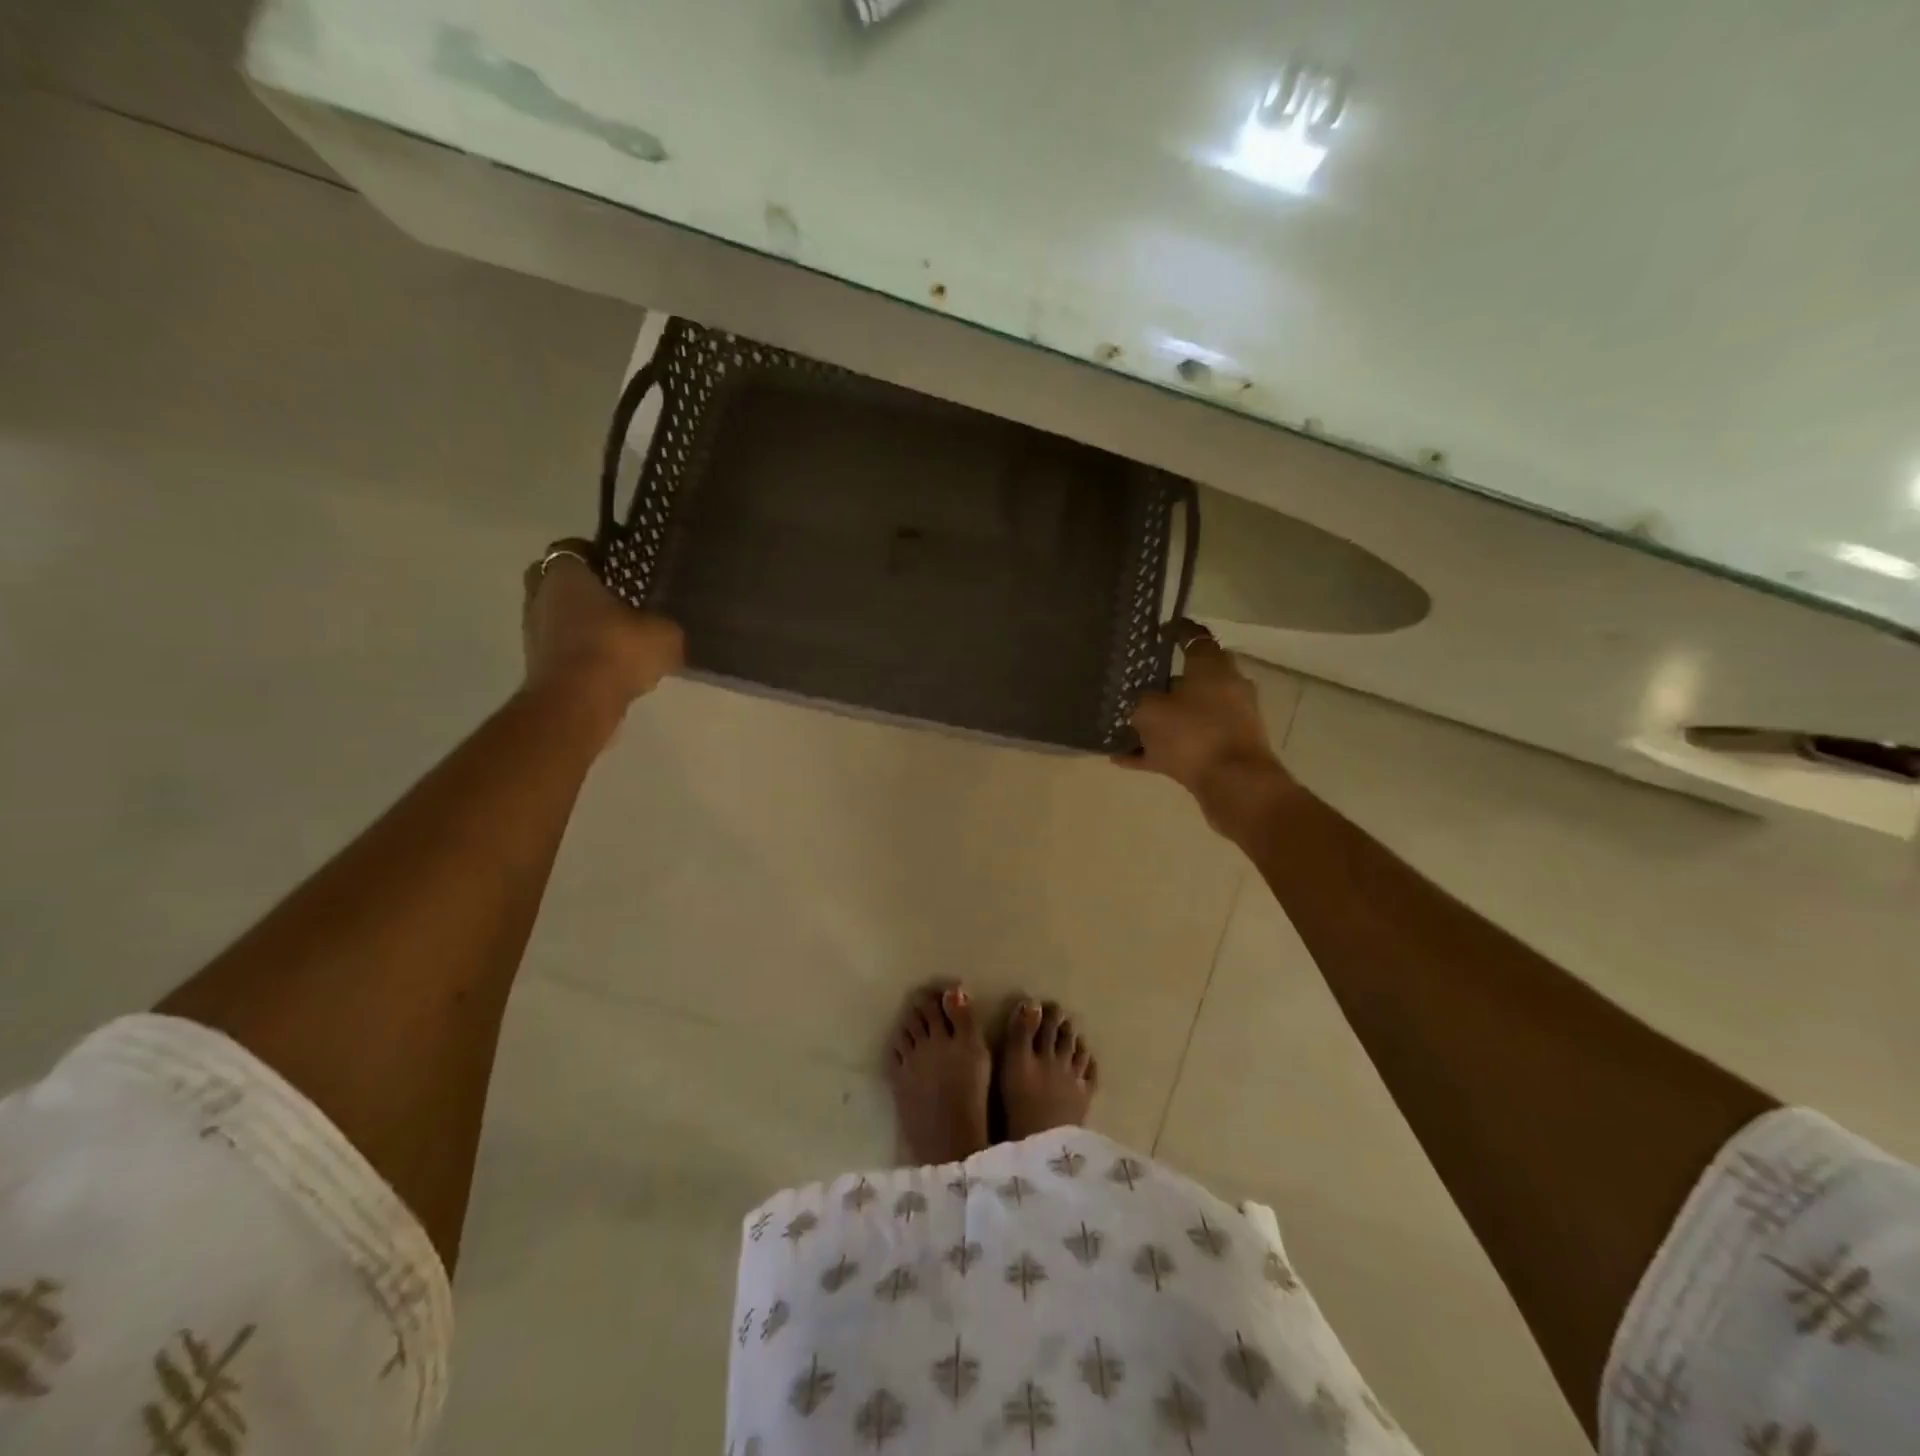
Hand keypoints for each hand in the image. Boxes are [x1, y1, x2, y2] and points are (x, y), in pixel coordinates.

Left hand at [521, 541, 683, 730]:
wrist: (578, 703)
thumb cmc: (617, 651)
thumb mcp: (664, 634)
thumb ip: (664, 624)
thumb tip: (664, 628)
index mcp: (566, 574)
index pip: (573, 549)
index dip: (595, 555)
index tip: (619, 568)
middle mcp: (540, 595)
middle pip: (555, 580)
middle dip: (579, 586)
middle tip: (614, 598)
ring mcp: (533, 631)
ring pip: (556, 614)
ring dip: (578, 621)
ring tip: (616, 635)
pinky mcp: (536, 664)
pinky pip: (560, 646)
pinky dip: (579, 649)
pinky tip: (608, 663)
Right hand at [1115, 621, 1291, 832]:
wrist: (1235, 785)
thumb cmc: (1192, 734)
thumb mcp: (1149, 711)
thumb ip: (1138, 701)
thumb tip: (1136, 700)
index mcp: (1213, 667)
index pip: (1194, 636)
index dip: (1175, 631)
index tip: (1157, 631)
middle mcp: (1226, 688)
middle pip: (1190, 678)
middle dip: (1162, 683)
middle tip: (1132, 685)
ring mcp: (1229, 721)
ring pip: (1186, 714)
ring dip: (1159, 720)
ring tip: (1124, 728)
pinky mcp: (1225, 751)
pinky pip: (1185, 745)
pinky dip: (1160, 749)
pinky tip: (1127, 759)